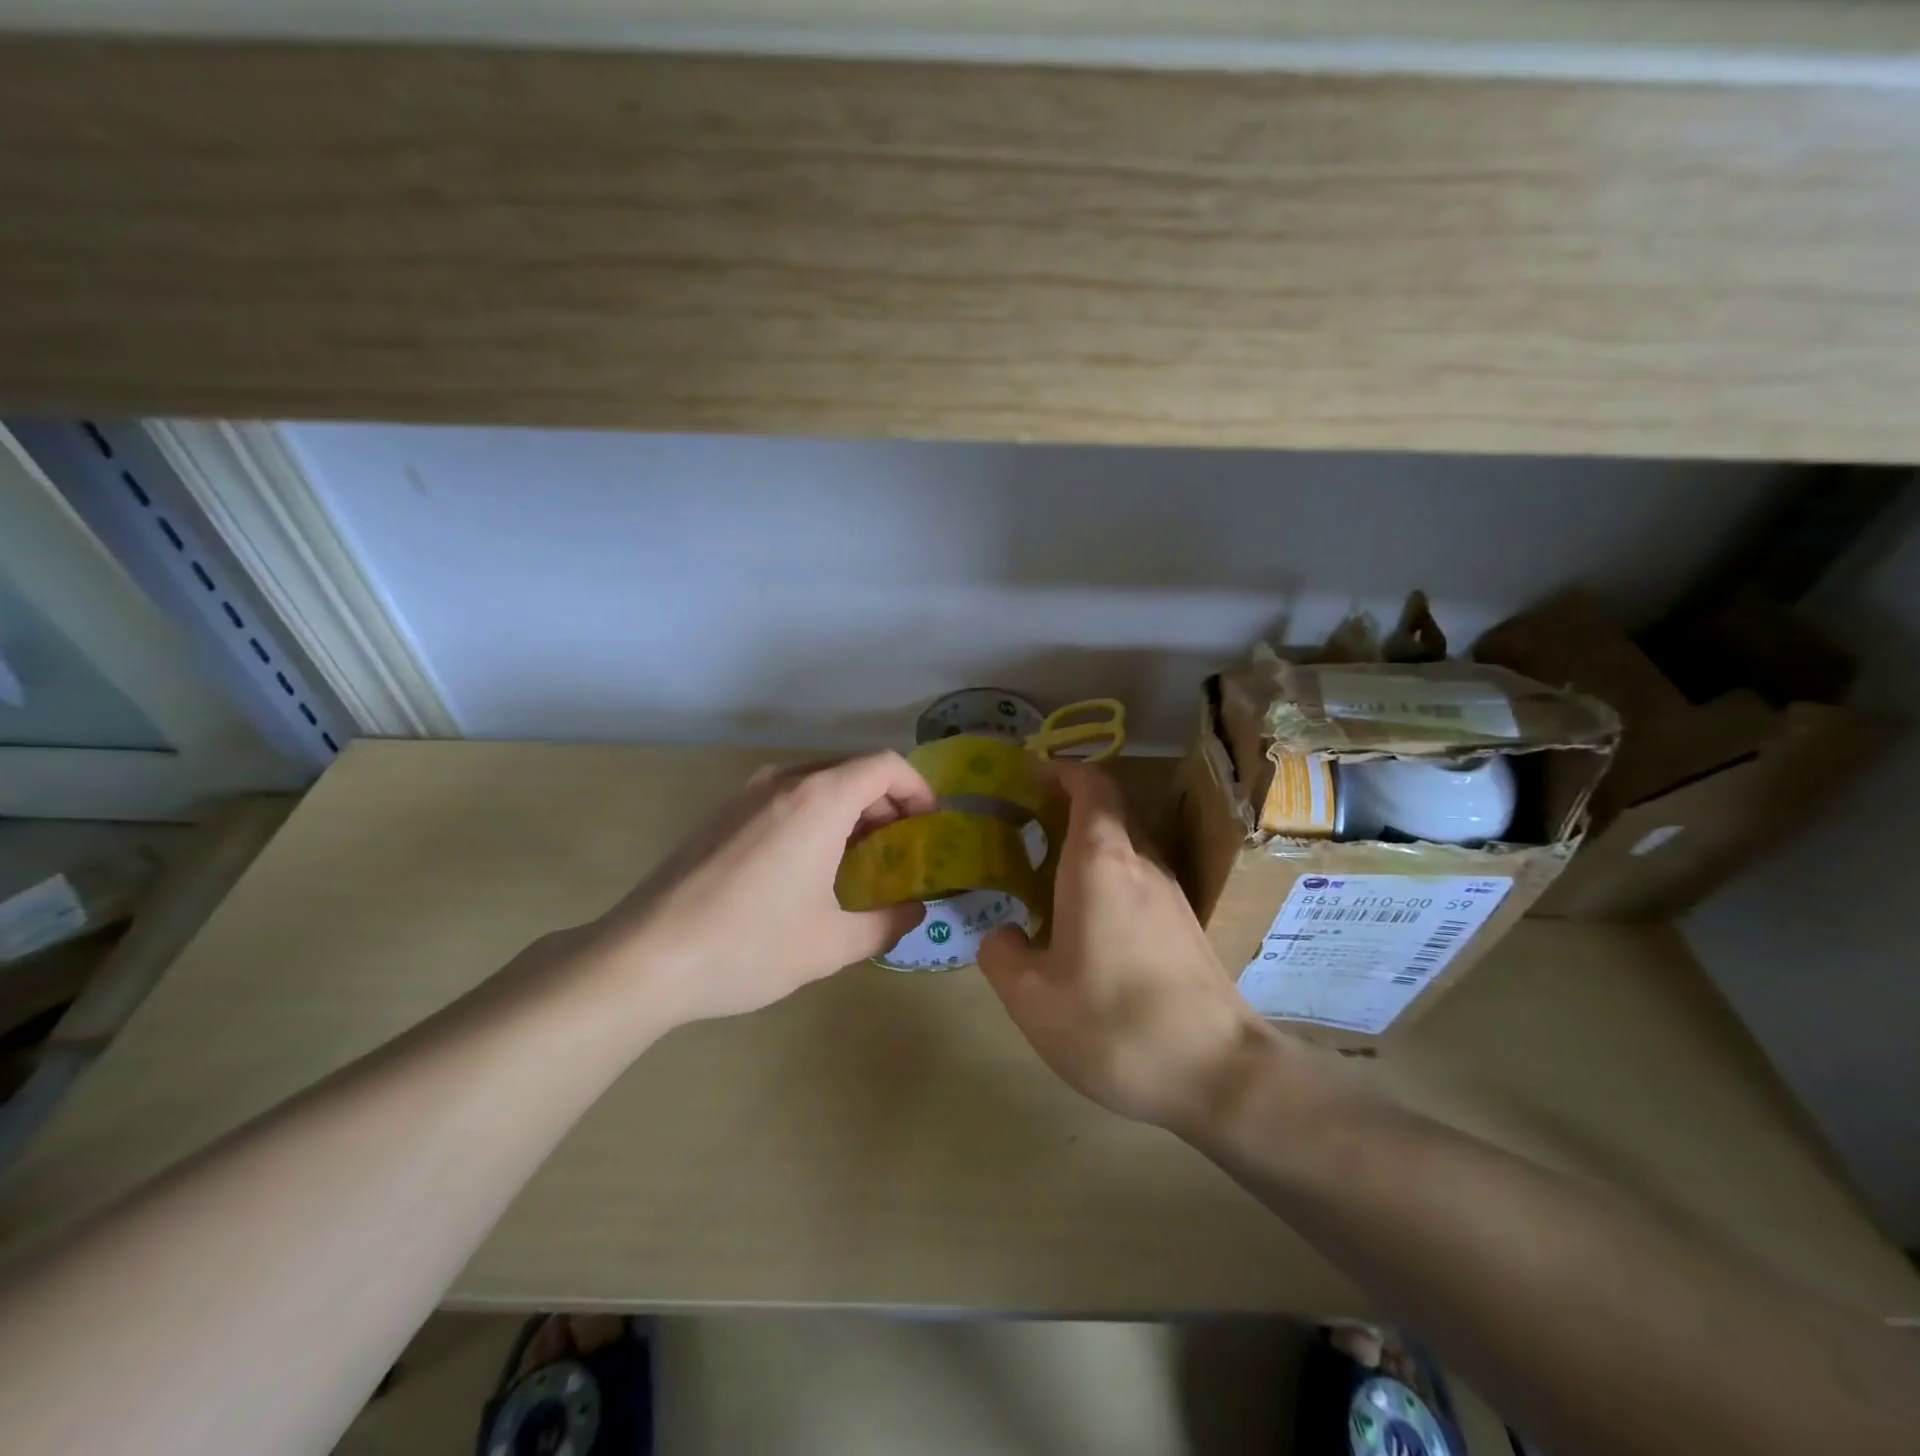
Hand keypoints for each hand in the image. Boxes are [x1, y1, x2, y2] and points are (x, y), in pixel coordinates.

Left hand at [577, 753, 933, 1025]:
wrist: (642, 957)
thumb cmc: (749, 945)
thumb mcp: (832, 944)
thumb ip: (887, 923)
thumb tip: (914, 911)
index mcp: (819, 799)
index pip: (885, 766)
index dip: (918, 789)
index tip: (930, 825)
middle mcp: (783, 782)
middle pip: (852, 771)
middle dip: (886, 805)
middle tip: (899, 851)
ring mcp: (745, 795)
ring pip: (816, 784)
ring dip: (848, 812)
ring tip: (857, 861)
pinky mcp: (720, 815)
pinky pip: (784, 799)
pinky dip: (813, 818)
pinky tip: (806, 869)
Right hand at [978, 762, 1279, 1132]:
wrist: (1217, 1073)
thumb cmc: (1113, 1023)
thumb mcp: (1031, 998)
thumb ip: (1002, 955)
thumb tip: (1003, 935)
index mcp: (1100, 861)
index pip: (1090, 785)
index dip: (1061, 770)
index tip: (1028, 776)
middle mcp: (1141, 862)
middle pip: (1110, 809)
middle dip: (1068, 805)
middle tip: (1025, 825)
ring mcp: (1171, 893)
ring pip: (1127, 844)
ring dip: (1089, 844)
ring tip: (1047, 874)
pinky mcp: (1186, 925)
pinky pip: (1140, 877)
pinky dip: (1109, 876)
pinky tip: (1087, 921)